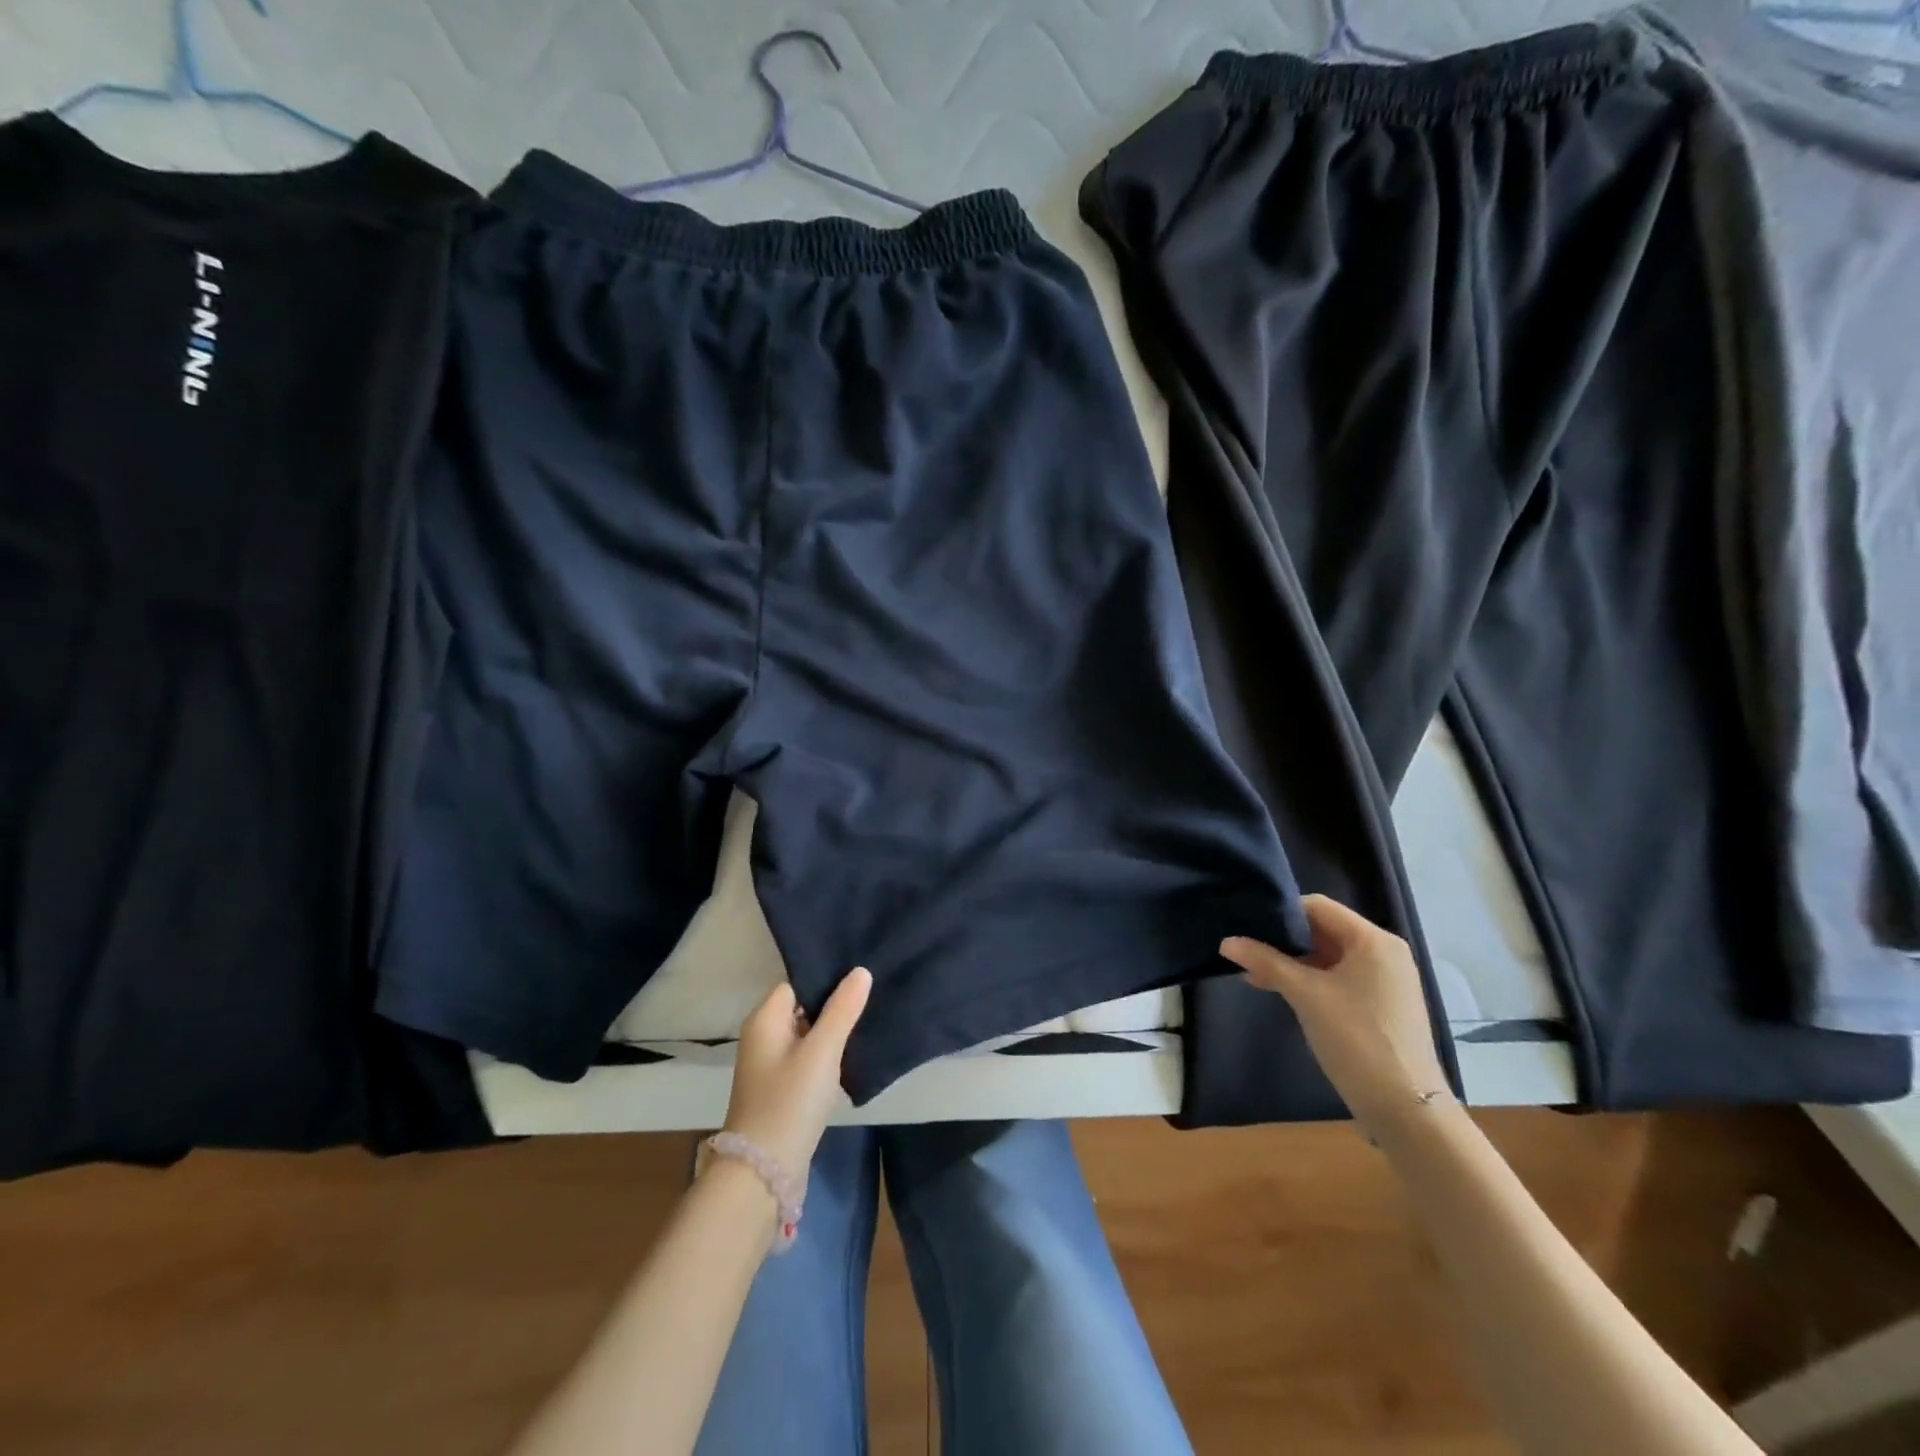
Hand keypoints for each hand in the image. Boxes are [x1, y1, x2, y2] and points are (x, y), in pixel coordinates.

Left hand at [718, 968, 871, 1178]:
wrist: (764, 1171)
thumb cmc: (790, 1101)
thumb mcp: (822, 1051)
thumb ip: (842, 1009)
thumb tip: (860, 971)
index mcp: (765, 1019)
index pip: (796, 983)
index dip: (825, 977)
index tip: (858, 975)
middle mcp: (762, 1036)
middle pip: (802, 1007)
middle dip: (832, 1003)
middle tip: (870, 995)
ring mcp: (770, 1064)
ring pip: (806, 1033)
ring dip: (831, 1030)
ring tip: (867, 1019)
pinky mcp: (780, 1088)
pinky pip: (806, 1057)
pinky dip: (825, 1054)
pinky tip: (850, 1054)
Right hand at [1220, 895, 1451, 1141]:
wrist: (1405, 1109)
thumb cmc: (1356, 1039)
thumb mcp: (1305, 995)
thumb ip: (1265, 961)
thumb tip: (1226, 941)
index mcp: (1373, 940)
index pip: (1317, 906)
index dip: (1281, 913)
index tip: (1247, 924)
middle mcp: (1384, 952)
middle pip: (1324, 929)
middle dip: (1284, 939)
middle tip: (1245, 948)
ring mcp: (1386, 979)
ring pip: (1330, 955)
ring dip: (1294, 961)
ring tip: (1255, 971)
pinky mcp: (1382, 1003)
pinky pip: (1340, 977)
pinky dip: (1311, 978)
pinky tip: (1281, 989)